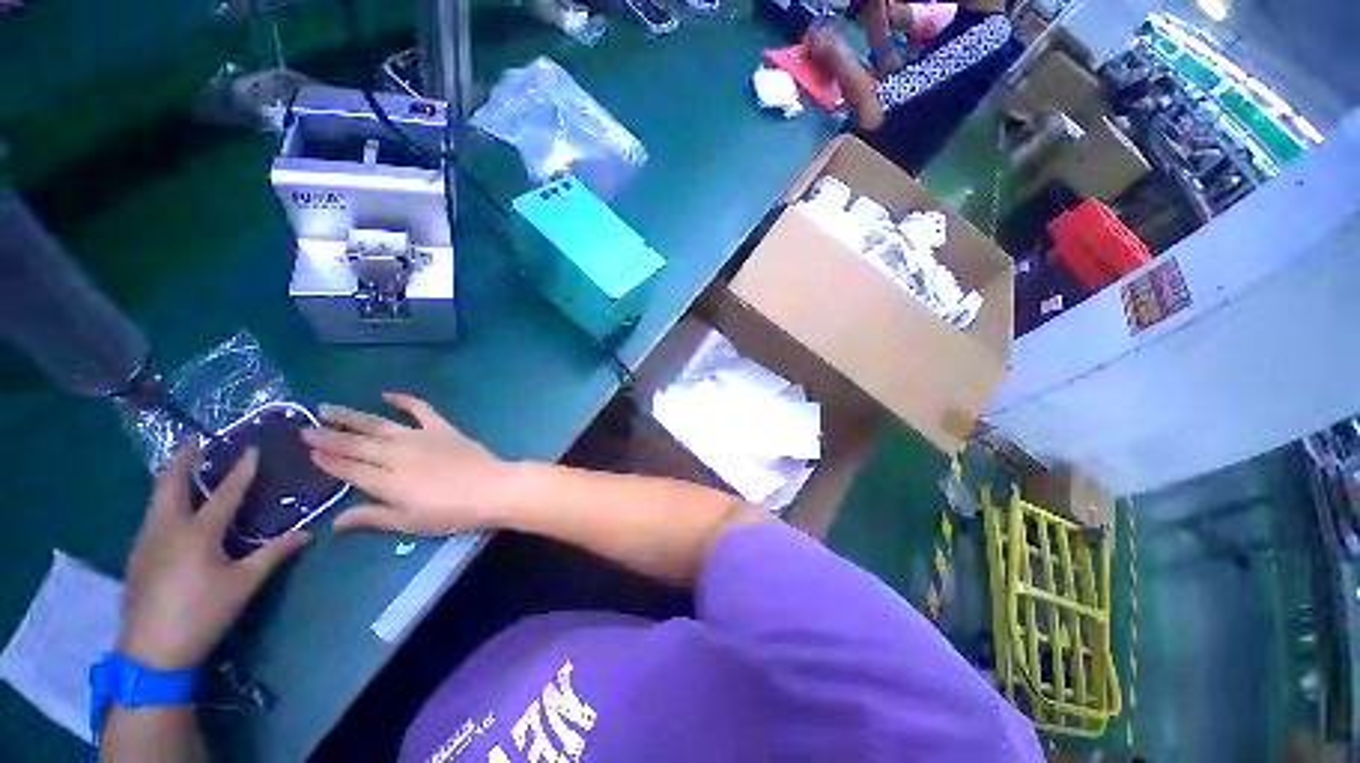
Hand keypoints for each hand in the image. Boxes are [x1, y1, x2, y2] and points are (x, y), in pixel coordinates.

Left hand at [118, 443, 309, 669]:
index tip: (252, 448)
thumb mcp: (243, 585)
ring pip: (156, 498)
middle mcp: (167, 527)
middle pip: (171, 484)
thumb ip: (273, 554)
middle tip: (193, 439)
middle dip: (182, 458)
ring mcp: (147, 540)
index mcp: (198, 532)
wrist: (150, 651)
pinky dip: (163, 499)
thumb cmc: (201, 613)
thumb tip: (306, 533)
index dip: (241, 470)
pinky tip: (171, 508)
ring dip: (170, 477)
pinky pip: (152, 515)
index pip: (225, 493)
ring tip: (182, 466)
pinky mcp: (138, 554)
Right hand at [302, 393, 521, 536]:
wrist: (492, 488)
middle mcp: (396, 454)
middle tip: (304, 427)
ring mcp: (420, 437)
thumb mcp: (408, 523)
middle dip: (329, 436)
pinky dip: (404, 400)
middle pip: (356, 444)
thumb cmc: (451, 512)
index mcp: (385, 481)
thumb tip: (333, 523)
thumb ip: (371, 517)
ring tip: (327, 408)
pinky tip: (387, 394)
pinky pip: (421, 409)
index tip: (308, 451)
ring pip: (378, 424)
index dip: (327, 460)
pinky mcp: (442, 428)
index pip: (348, 469)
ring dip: (351, 416)